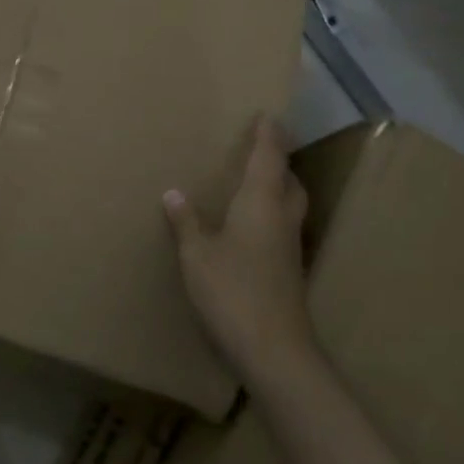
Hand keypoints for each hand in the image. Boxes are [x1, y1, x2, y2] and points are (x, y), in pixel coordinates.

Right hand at [163, 115, 315, 380]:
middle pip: (289, 180)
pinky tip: (252, 226)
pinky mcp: (289, 270)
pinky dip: (272, 214)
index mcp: (261, 203)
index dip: (269, 135)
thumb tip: (174, 193)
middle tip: (261, 149)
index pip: (269, 158)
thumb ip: (186, 221)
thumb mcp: (196, 254)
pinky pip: (283, 226)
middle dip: (278, 161)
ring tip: (256, 182)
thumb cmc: (231, 291)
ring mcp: (289, 246)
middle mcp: (282, 218)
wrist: (273, 349)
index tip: (268, 114)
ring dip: (279, 187)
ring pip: (290, 204)